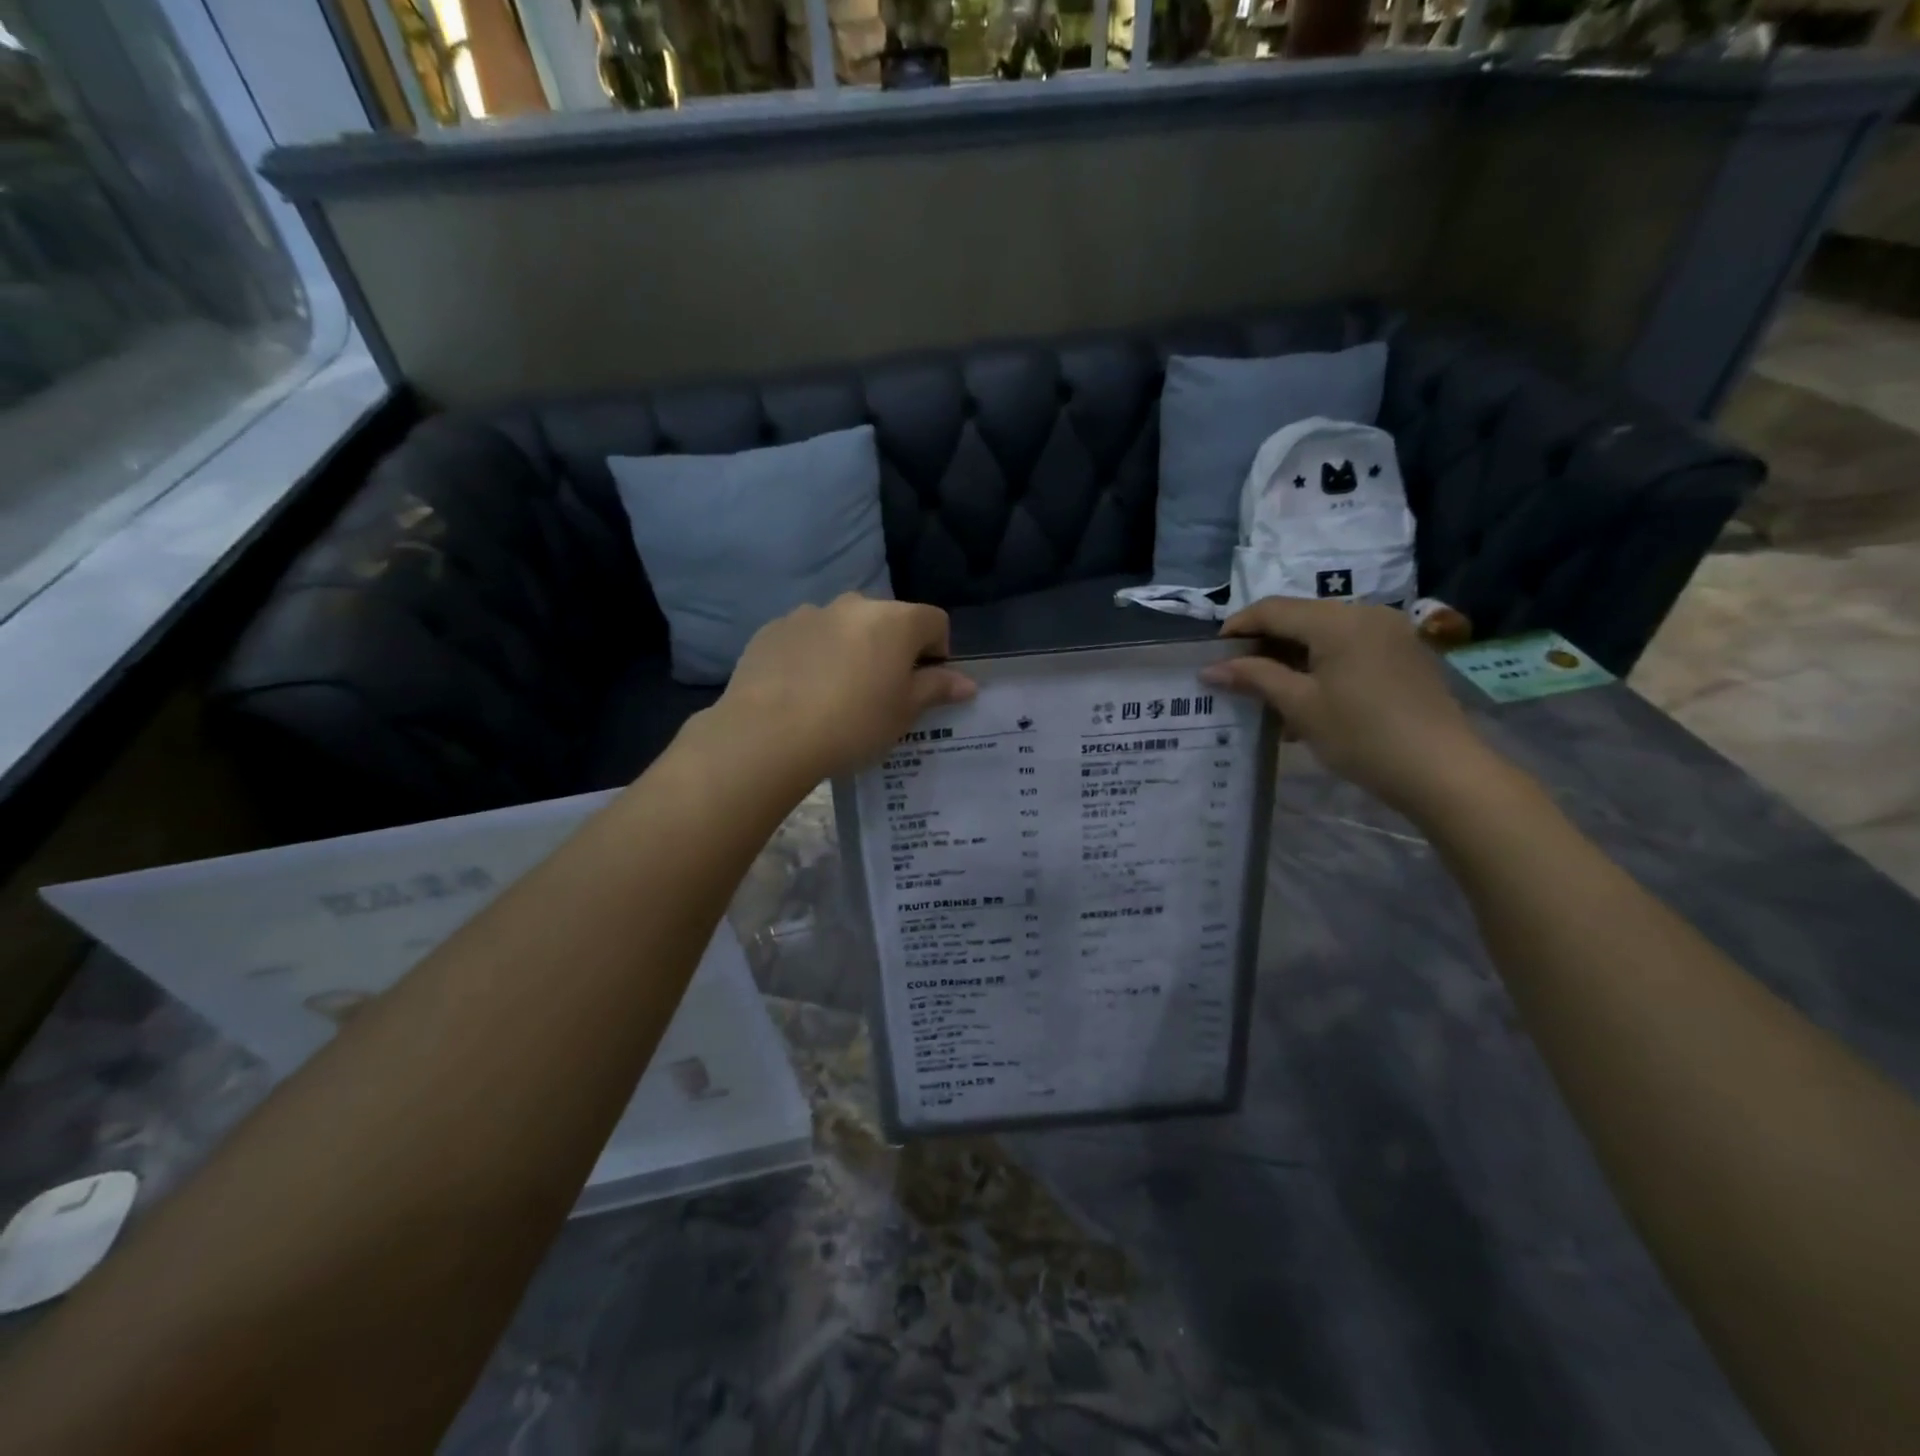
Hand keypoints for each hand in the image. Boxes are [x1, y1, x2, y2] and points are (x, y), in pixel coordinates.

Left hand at [712, 594, 975, 782]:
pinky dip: (813, 655)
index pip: (934, 622)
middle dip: (891, 649)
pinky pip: (806, 637)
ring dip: (850, 650)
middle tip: (880, 693)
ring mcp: (809, 613)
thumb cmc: (852, 723)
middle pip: (887, 621)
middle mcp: (854, 605)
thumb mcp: (904, 713)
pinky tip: (801, 691)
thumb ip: (936, 689)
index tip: (923, 685)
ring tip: (835, 694)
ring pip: (844, 627)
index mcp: (895, 620)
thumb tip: (967, 682)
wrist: (768, 734)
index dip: (937, 653)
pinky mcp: (773, 629)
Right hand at [1201, 597, 1497, 819]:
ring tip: (1268, 694)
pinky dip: (1321, 666)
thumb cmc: (1362, 735)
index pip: (1272, 609)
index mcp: (1337, 620)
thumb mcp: (1300, 706)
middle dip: (1264, 645)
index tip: (1211, 656)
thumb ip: (1254, 678)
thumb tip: (1210, 668)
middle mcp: (1365, 613)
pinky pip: (1349, 648)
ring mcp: (1389, 633)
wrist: (1442, 771)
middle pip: (1299, 618)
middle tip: (1237, 677)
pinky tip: (1308, 700)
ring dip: (1291, 658)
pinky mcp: (1403, 654)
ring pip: (1324, 635)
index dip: (1237, 628)